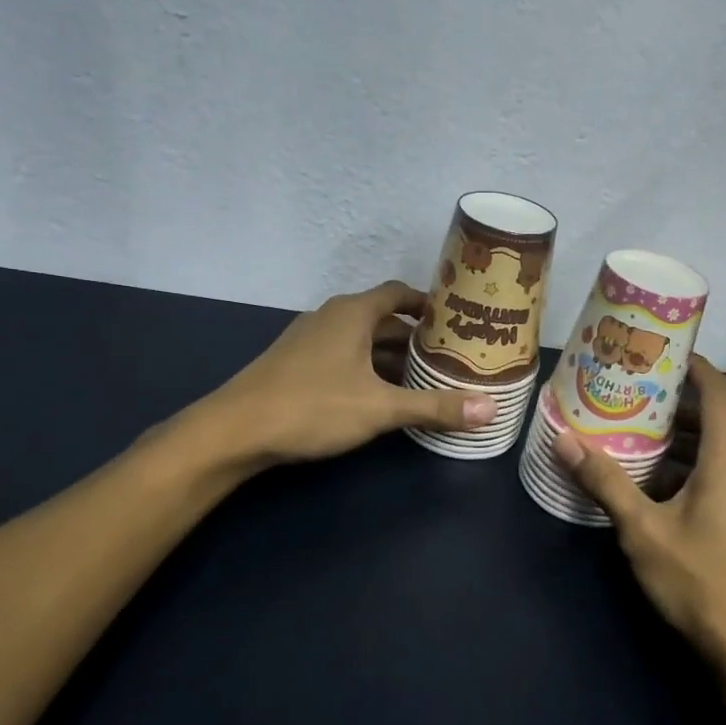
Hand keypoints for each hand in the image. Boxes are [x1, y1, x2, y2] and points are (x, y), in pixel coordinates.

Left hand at [207, 280, 496, 464]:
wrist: (234, 431)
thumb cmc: (312, 407)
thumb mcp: (380, 408)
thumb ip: (435, 407)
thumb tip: (491, 410)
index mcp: (352, 313)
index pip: (400, 293)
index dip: (430, 304)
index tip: (458, 319)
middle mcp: (330, 317)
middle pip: (383, 319)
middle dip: (416, 337)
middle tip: (451, 355)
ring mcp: (309, 340)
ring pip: (362, 341)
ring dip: (391, 356)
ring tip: (425, 377)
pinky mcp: (296, 364)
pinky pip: (343, 356)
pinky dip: (368, 368)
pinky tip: (381, 395)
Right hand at [553, 357, 725, 690]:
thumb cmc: (703, 581)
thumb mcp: (643, 531)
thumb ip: (604, 482)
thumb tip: (563, 439)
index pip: (720, 391)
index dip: (695, 364)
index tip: (660, 350)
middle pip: (715, 419)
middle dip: (674, 402)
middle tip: (630, 391)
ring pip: (714, 452)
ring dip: (678, 439)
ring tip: (633, 432)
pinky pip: (717, 477)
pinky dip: (687, 468)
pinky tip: (653, 486)